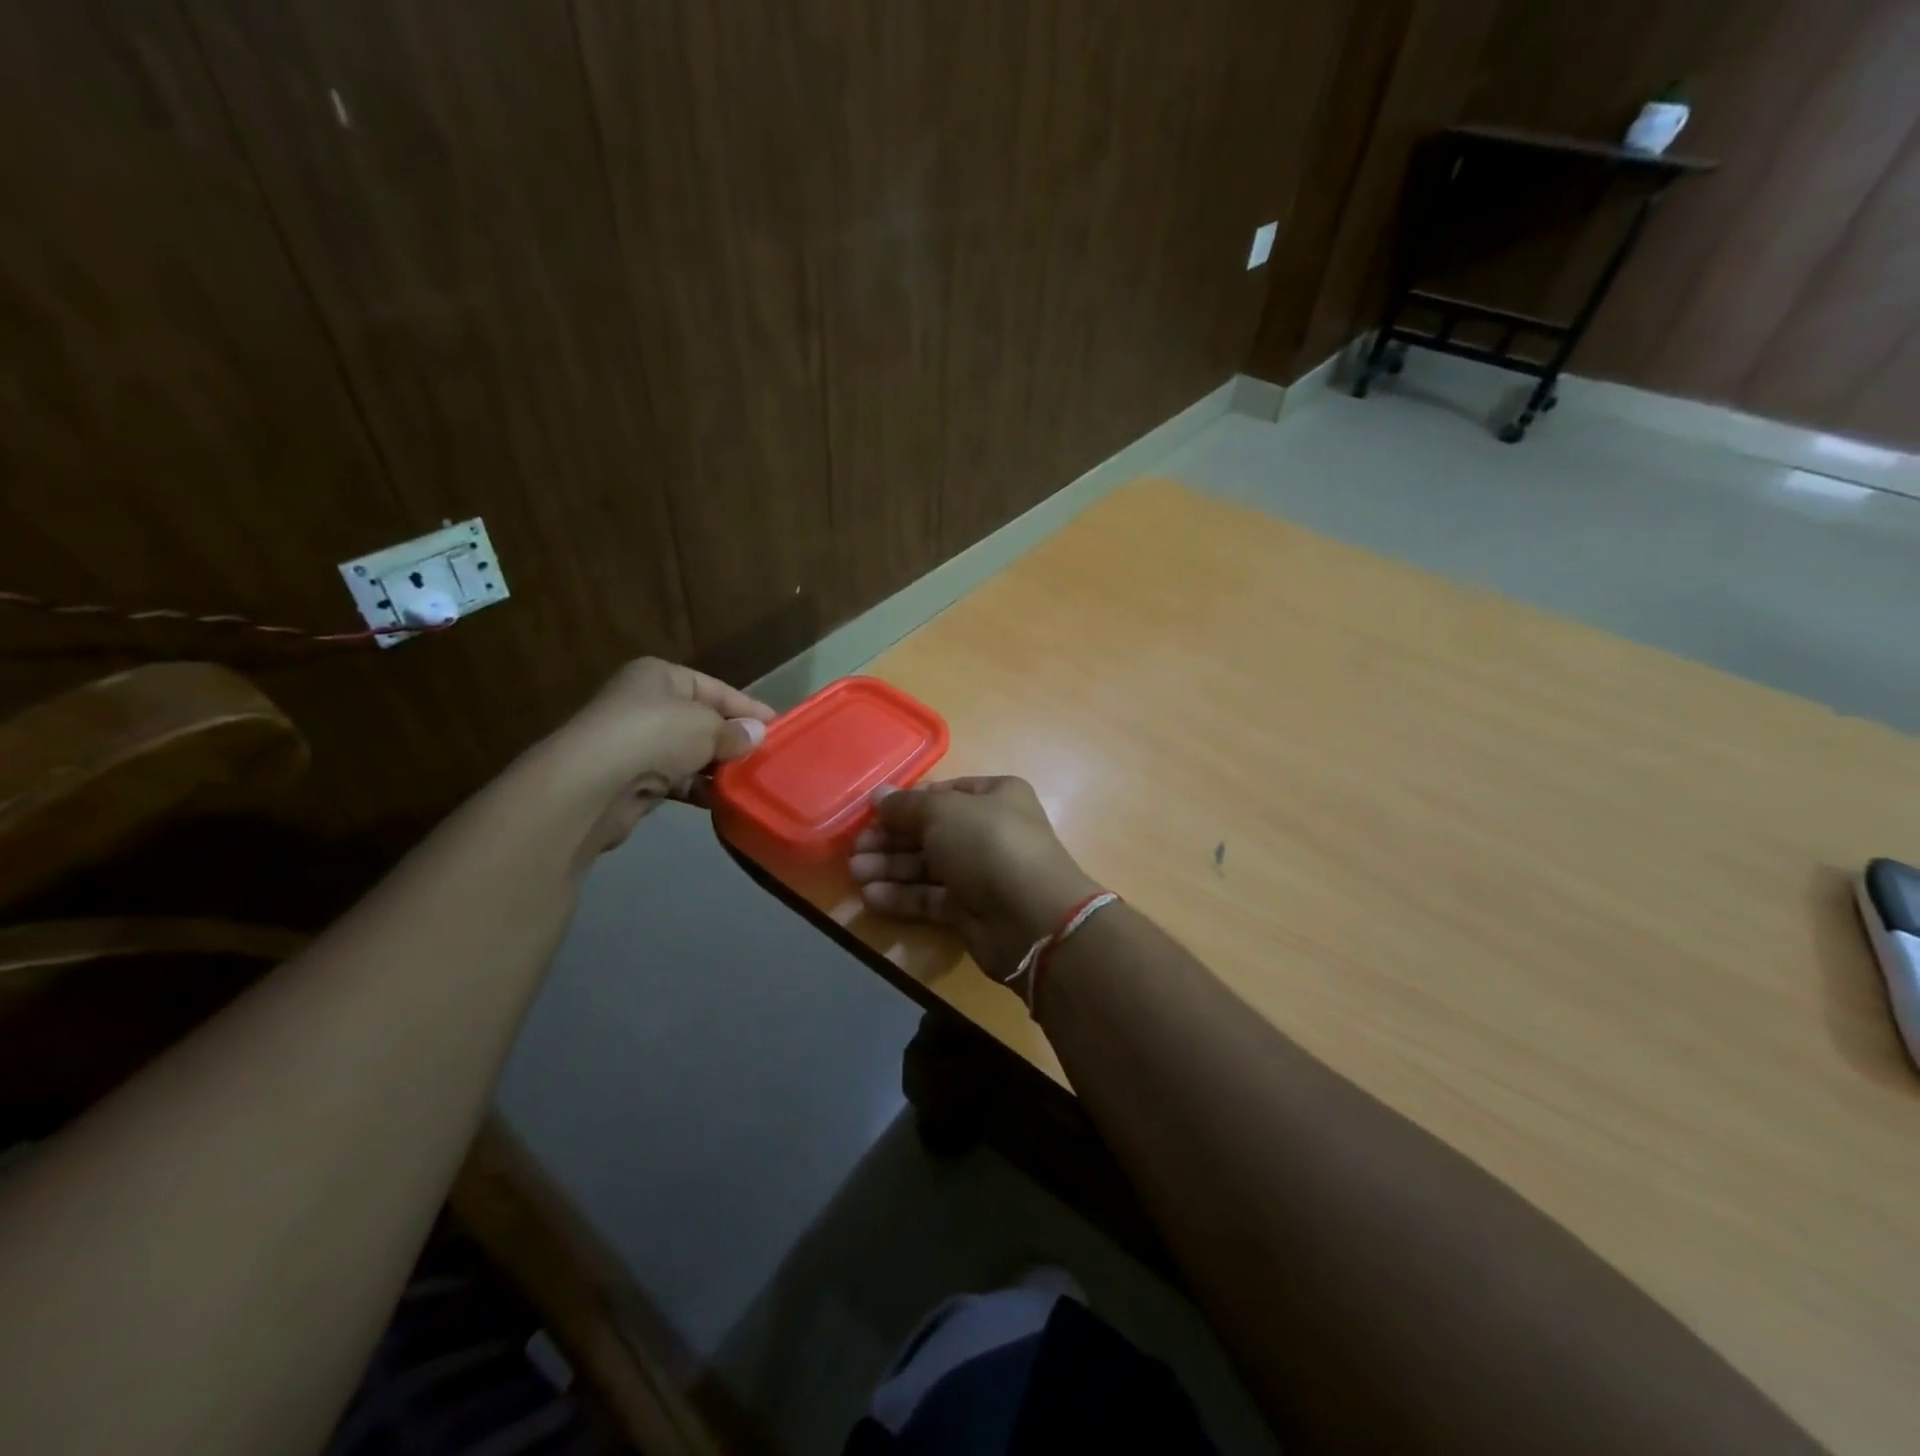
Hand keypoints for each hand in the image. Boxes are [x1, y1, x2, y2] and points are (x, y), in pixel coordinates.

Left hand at [545, 658, 775, 851]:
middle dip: (733, 740)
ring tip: (750, 782)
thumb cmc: (653, 736)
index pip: (716, 688)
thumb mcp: (705, 726)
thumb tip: (757, 735)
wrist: (590, 786)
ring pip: (689, 753)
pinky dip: (697, 789)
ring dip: (717, 768)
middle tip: (768, 759)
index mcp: (659, 676)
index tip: (779, 728)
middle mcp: (644, 704)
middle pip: (702, 721)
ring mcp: (635, 743)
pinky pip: (675, 781)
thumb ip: (734, 731)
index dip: (748, 708)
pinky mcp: (631, 780)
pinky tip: (722, 800)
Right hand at [850, 777, 1099, 982]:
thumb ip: (906, 806)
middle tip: (856, 848)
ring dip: (890, 868)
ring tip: (855, 873)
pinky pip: (931, 897)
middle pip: (931, 831)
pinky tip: (871, 896)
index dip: (908, 803)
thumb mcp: (943, 813)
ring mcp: (982, 873)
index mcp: (995, 796)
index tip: (873, 812)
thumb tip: (878, 795)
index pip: (944, 793)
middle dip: (891, 839)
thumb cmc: (989, 845)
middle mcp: (990, 831)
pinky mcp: (972, 911)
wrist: (1031, 918)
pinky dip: (902, 896)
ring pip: (928, 866)